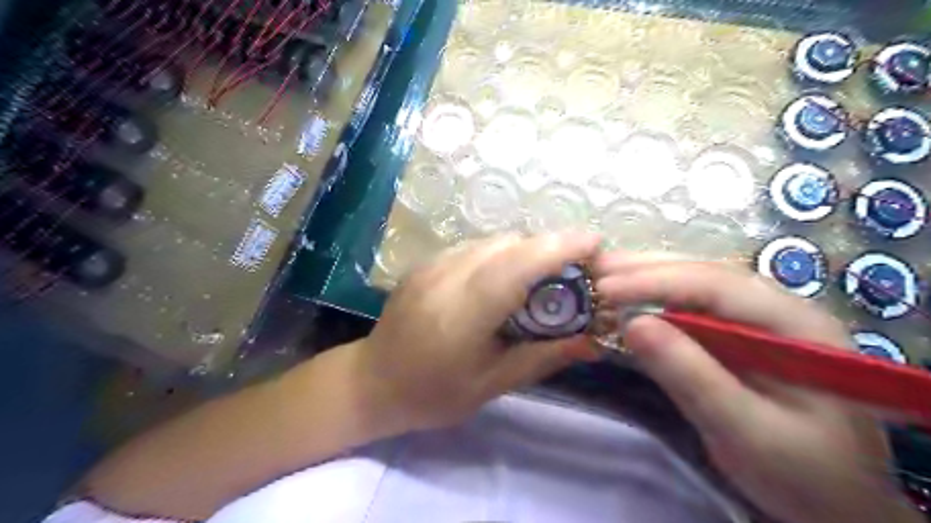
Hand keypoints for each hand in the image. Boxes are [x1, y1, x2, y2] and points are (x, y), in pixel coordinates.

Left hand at [353, 234, 599, 433]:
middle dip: (550, 248)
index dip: (559, 247)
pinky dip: (502, 254)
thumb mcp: (493, 383)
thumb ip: (544, 357)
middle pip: (509, 244)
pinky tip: (507, 278)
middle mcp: (446, 277)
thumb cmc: (433, 393)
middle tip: (578, 271)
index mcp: (462, 313)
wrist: (372, 381)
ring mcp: (432, 264)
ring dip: (526, 250)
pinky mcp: (426, 262)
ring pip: (493, 241)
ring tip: (546, 276)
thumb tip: (593, 342)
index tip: (596, 245)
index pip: (516, 266)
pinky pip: (475, 247)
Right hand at [597, 255, 921, 521]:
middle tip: (596, 267)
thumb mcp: (745, 431)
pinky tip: (628, 301)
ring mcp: (756, 321)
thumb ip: (692, 376)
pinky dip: (654, 302)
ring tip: (604, 274)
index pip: (717, 286)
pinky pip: (691, 310)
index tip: (606, 289)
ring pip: (695, 286)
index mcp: (796, 324)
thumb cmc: (802, 473)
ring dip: (647, 278)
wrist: (836, 504)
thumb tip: (632, 324)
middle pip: (705, 274)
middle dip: (647, 269)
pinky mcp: (736, 337)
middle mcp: (777, 309)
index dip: (657, 281)